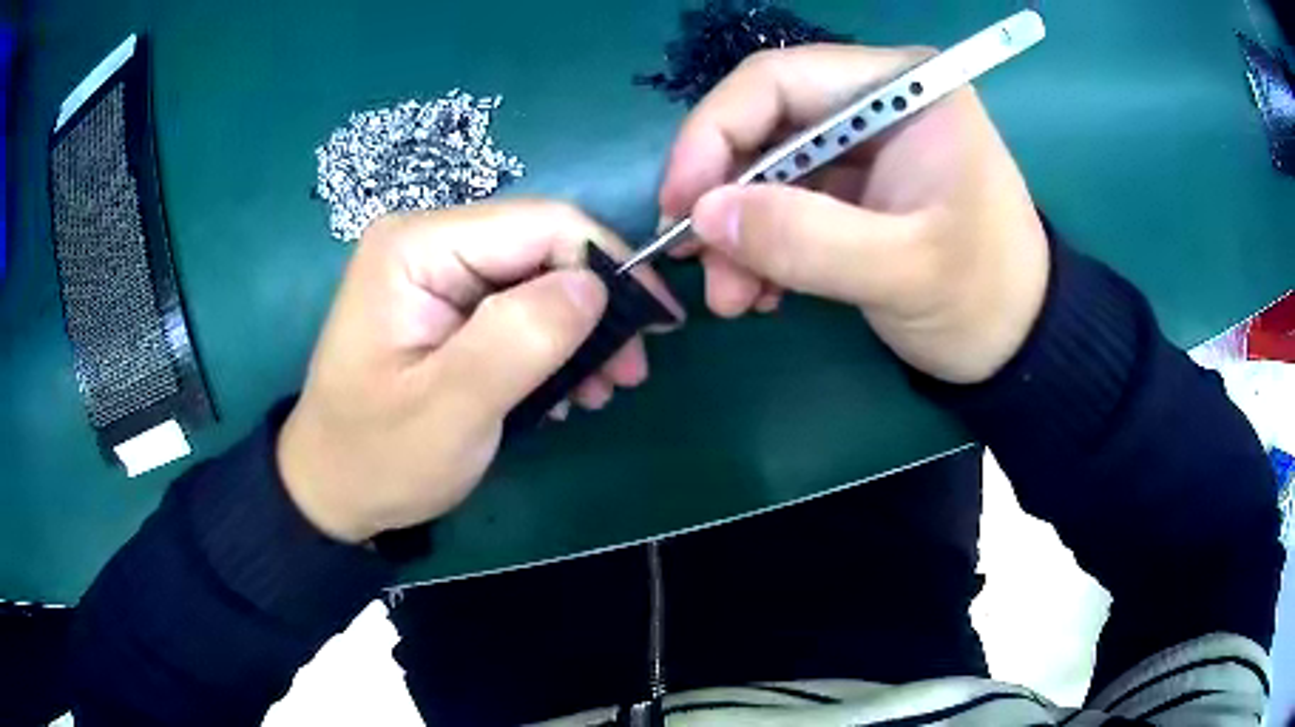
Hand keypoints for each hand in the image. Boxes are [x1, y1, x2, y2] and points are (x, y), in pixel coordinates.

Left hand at [277, 201, 680, 542]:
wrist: (332, 490)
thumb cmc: (378, 457)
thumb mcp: (449, 409)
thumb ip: (520, 338)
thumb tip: (596, 285)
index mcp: (417, 246)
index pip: (541, 224)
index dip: (609, 265)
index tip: (655, 325)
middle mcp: (428, 241)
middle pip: (542, 248)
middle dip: (597, 306)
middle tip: (629, 373)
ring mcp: (436, 271)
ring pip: (537, 278)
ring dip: (580, 331)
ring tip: (601, 390)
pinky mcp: (446, 303)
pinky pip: (517, 306)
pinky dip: (551, 345)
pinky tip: (564, 390)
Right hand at [660, 45, 1048, 383]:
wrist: (1018, 344)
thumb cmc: (984, 299)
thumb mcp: (904, 272)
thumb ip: (806, 240)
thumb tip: (704, 215)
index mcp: (904, 89)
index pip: (778, 80)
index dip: (713, 134)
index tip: (680, 205)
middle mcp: (876, 100)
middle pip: (765, 122)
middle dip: (724, 194)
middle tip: (699, 263)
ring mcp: (863, 144)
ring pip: (767, 166)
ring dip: (739, 230)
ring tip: (732, 297)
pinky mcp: (855, 186)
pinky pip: (787, 200)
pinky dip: (763, 244)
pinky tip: (761, 290)